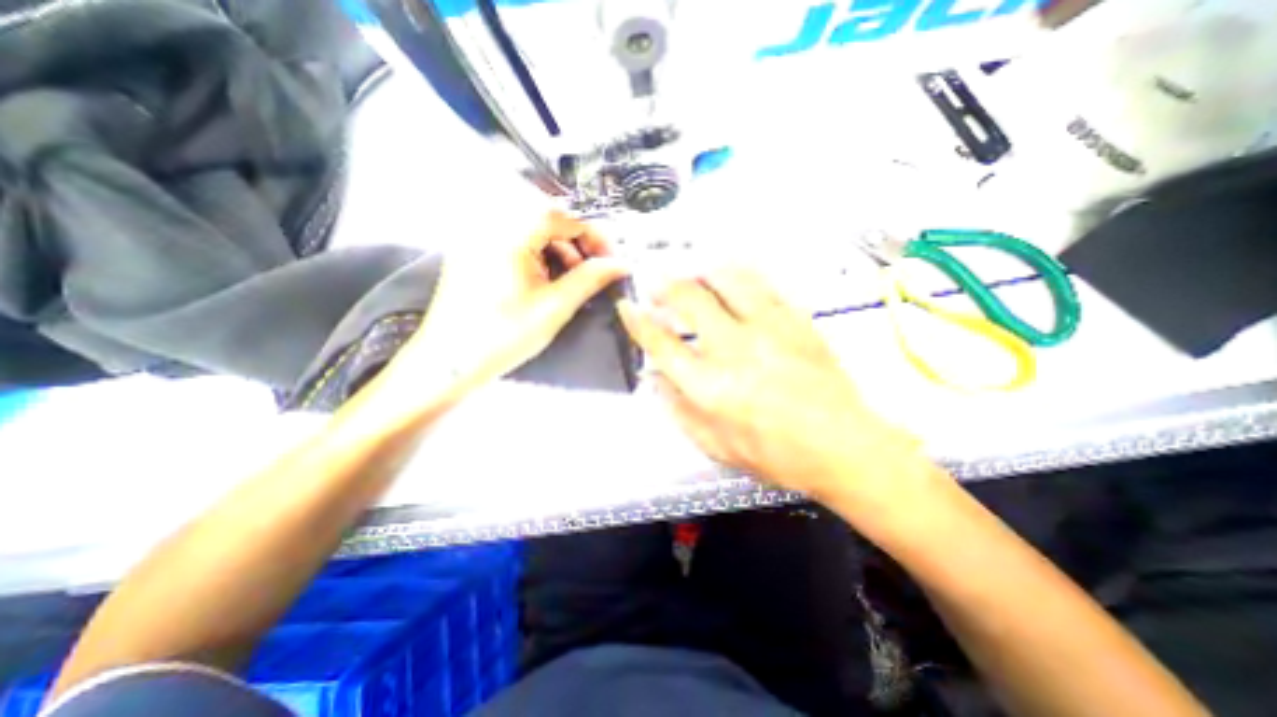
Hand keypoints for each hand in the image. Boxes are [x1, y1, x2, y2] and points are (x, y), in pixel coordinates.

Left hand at [392, 206, 626, 398]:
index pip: (561, 215)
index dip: (592, 233)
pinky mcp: (475, 249)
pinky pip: (516, 238)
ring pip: (532, 228)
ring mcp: (478, 236)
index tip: (611, 257)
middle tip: (594, 267)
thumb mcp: (554, 308)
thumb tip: (621, 264)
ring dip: (559, 247)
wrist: (450, 361)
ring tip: (573, 276)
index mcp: (506, 234)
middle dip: (577, 240)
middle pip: (546, 217)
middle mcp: (488, 225)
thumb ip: (590, 279)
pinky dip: (540, 252)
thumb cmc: (502, 337)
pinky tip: (548, 276)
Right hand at [617, 265, 918, 499]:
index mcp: (710, 388)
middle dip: (664, 285)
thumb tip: (657, 377)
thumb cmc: (775, 454)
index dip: (639, 322)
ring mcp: (768, 330)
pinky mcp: (796, 321)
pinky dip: (739, 276)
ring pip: (727, 279)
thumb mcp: (715, 446)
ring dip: (702, 272)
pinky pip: (762, 284)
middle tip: (656, 285)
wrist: (843, 447)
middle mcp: (734, 350)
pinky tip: (732, 279)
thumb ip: (678, 410)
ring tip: (693, 276)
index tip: (628, 307)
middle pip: (689, 299)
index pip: (662, 344)